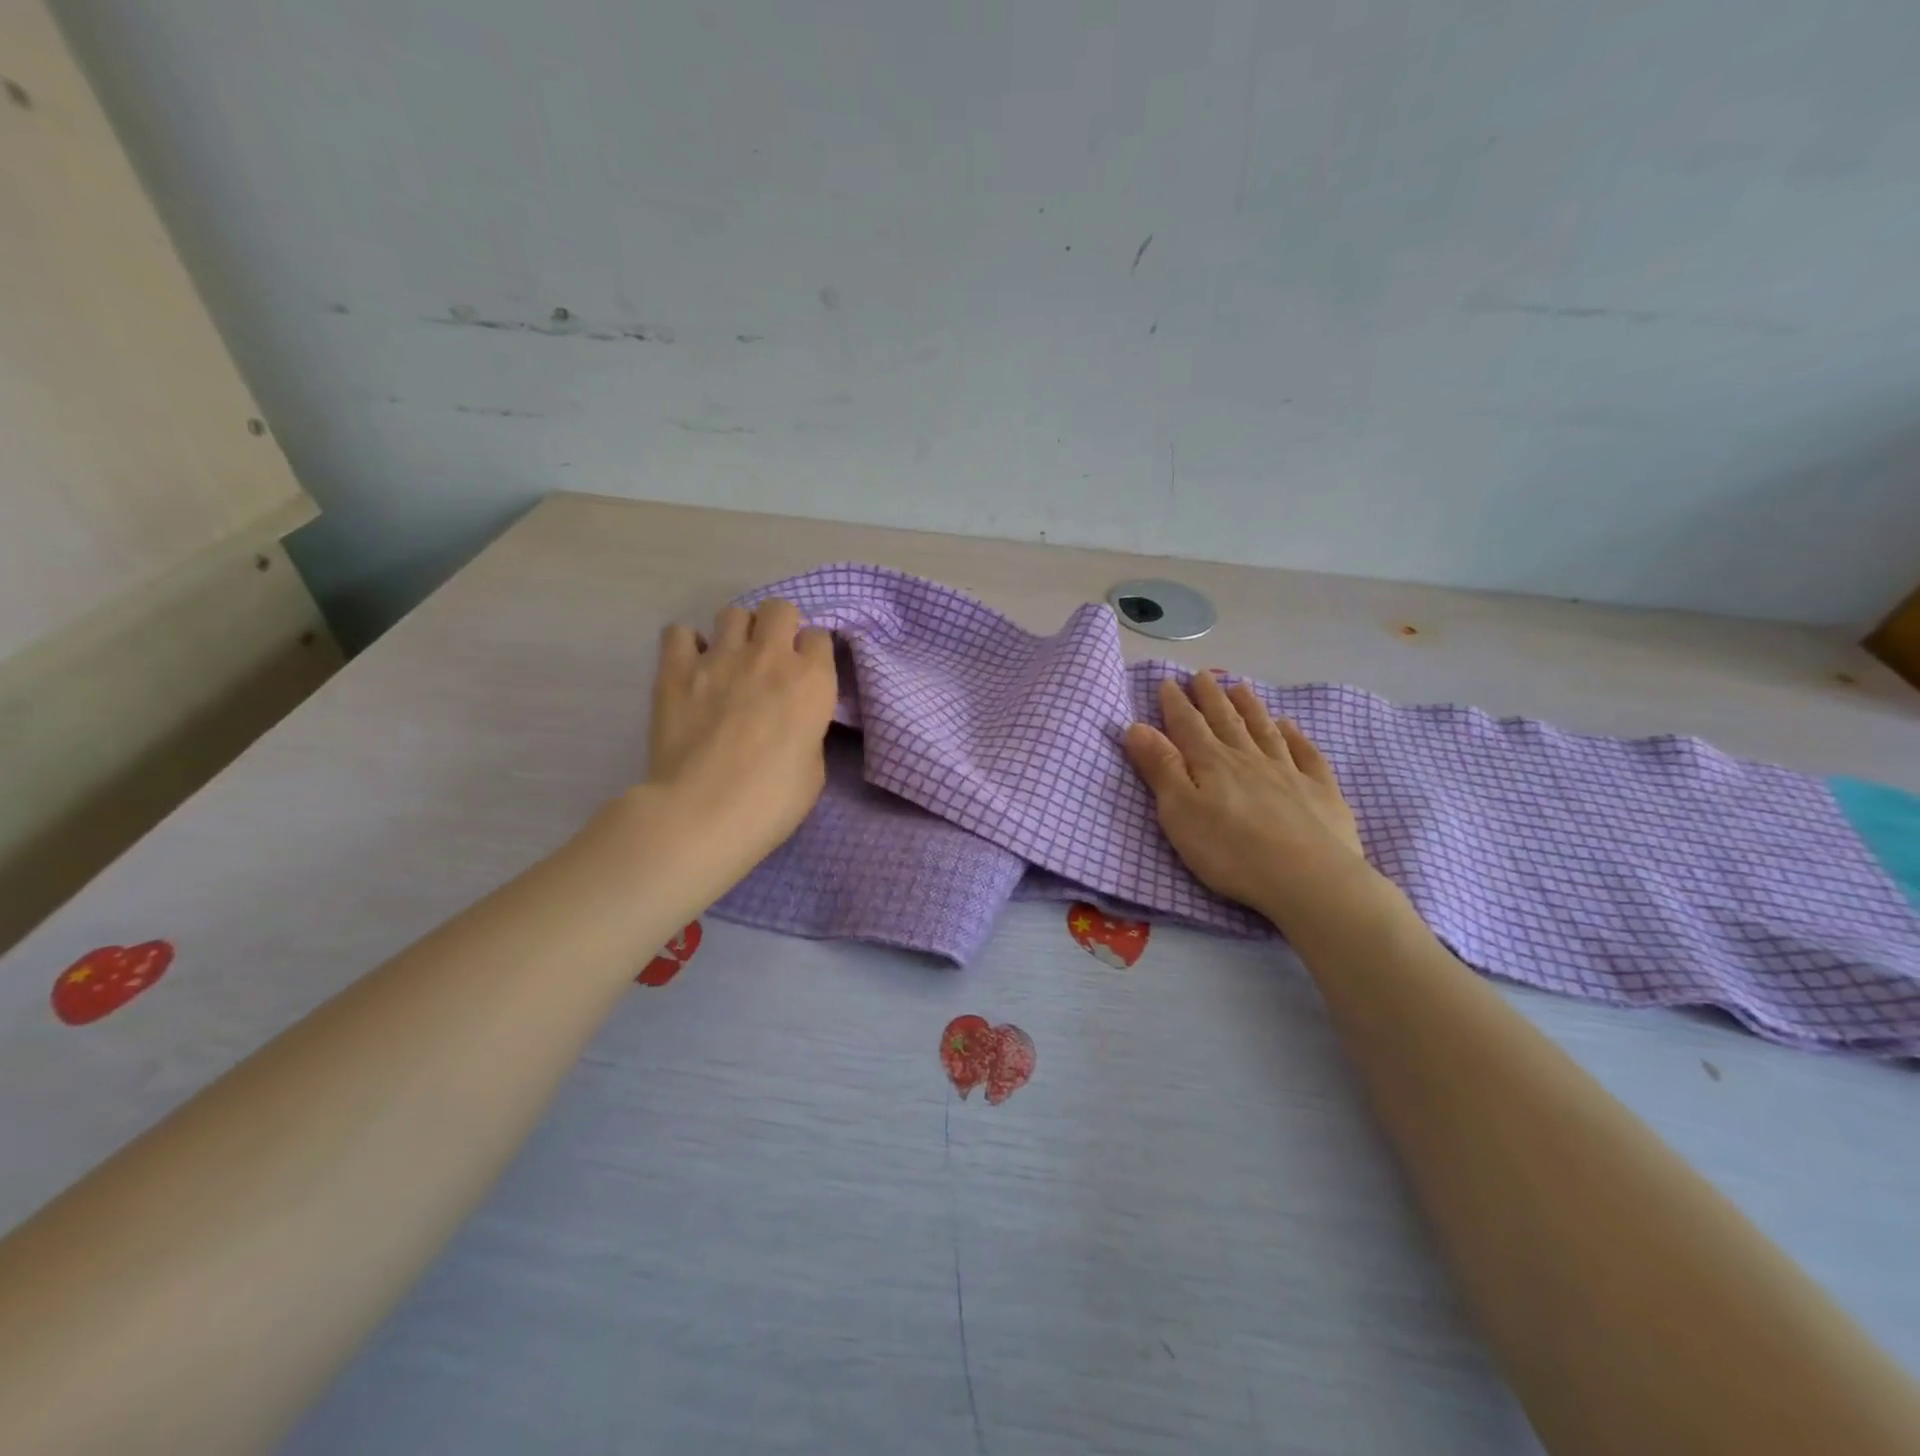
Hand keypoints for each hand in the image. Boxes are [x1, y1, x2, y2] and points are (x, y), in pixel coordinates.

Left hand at [640, 599, 837, 888]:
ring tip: (731, 660)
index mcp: (812, 681)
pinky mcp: (676, 670)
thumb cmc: (772, 801)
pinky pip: (679, 631)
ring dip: (738, 632)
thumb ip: (807, 730)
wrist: (702, 813)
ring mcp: (720, 657)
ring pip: (733, 613)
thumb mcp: (814, 768)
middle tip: (772, 659)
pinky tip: (691, 667)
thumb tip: (793, 720)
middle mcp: (770, 657)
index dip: (813, 654)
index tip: (806, 674)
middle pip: (780, 609)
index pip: (820, 637)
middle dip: (780, 627)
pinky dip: (687, 644)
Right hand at [1123, 672, 1375, 930]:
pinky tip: (1290, 725)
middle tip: (1202, 674)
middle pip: (1226, 722)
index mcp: (1212, 764)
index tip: (1168, 681)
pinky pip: (1306, 755)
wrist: (1308, 878)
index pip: (1188, 726)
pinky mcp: (1320, 793)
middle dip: (1211, 697)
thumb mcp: (1180, 812)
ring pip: (1264, 731)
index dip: (1176, 704)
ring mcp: (1288, 773)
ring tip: (1240, 687)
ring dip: (1250, 708)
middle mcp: (1248, 759)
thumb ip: (1160, 768)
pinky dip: (1296, 737)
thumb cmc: (1231, 851)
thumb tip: (1137, 726)